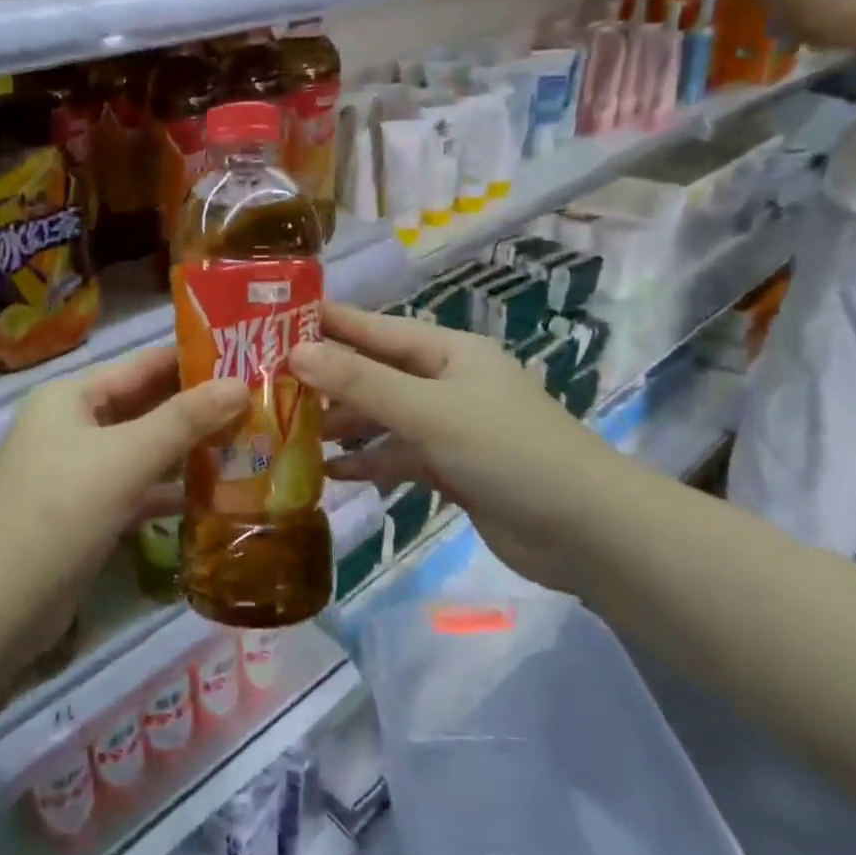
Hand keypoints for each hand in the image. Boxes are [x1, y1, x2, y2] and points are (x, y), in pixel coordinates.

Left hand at [0, 346, 247, 656]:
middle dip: (198, 408)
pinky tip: (217, 496)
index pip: (142, 365)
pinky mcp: (87, 515)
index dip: (193, 361)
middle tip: (261, 404)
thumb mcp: (126, 458)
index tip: (248, 359)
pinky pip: (137, 489)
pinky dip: (171, 491)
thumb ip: (185, 420)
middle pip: (145, 407)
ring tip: (250, 445)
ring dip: (189, 451)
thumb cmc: (60, 512)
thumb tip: (241, 384)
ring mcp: (78, 473)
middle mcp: (72, 426)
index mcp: (71, 397)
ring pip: (144, 450)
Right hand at [288, 304, 618, 591]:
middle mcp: (445, 382)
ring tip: (289, 433)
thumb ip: (362, 383)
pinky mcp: (450, 468)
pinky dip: (368, 462)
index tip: (272, 322)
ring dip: (342, 425)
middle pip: (373, 373)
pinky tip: (331, 473)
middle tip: (267, 386)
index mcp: (447, 352)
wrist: (588, 532)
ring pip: (382, 417)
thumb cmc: (508, 452)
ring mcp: (448, 427)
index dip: (326, 323)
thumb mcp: (430, 411)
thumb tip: (295, 352)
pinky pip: (397, 456)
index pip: (374, 328)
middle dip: (326, 380)